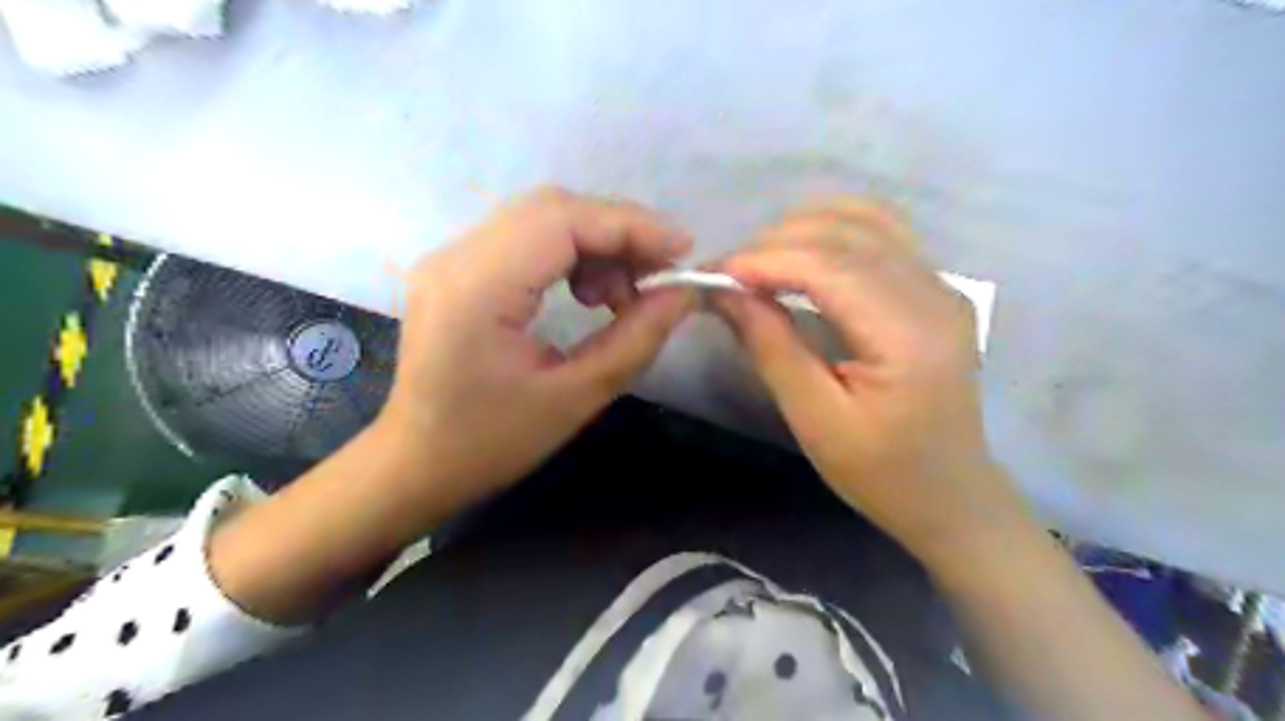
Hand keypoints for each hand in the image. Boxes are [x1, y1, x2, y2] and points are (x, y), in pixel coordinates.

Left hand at [371, 186, 697, 516]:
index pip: (561, 220)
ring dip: (596, 244)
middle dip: (618, 232)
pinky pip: (525, 239)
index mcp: (476, 289)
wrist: (417, 464)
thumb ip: (636, 339)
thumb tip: (683, 294)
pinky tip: (588, 293)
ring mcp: (450, 258)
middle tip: (659, 274)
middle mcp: (455, 257)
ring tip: (621, 296)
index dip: (630, 226)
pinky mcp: (457, 269)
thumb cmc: (491, 444)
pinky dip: (571, 254)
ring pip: (540, 218)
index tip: (683, 250)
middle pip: (551, 208)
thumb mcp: (576, 398)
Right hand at [719, 196, 1031, 556]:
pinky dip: (832, 230)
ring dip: (803, 228)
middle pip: (847, 234)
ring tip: (758, 260)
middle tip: (728, 271)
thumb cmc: (881, 473)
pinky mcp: (937, 287)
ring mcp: (942, 285)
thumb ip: (772, 348)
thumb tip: (725, 292)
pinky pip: (882, 233)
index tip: (715, 272)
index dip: (767, 260)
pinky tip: (801, 251)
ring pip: (867, 219)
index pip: (831, 267)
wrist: (950, 495)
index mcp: (909, 336)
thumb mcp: (815, 420)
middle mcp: (935, 294)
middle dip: (777, 241)